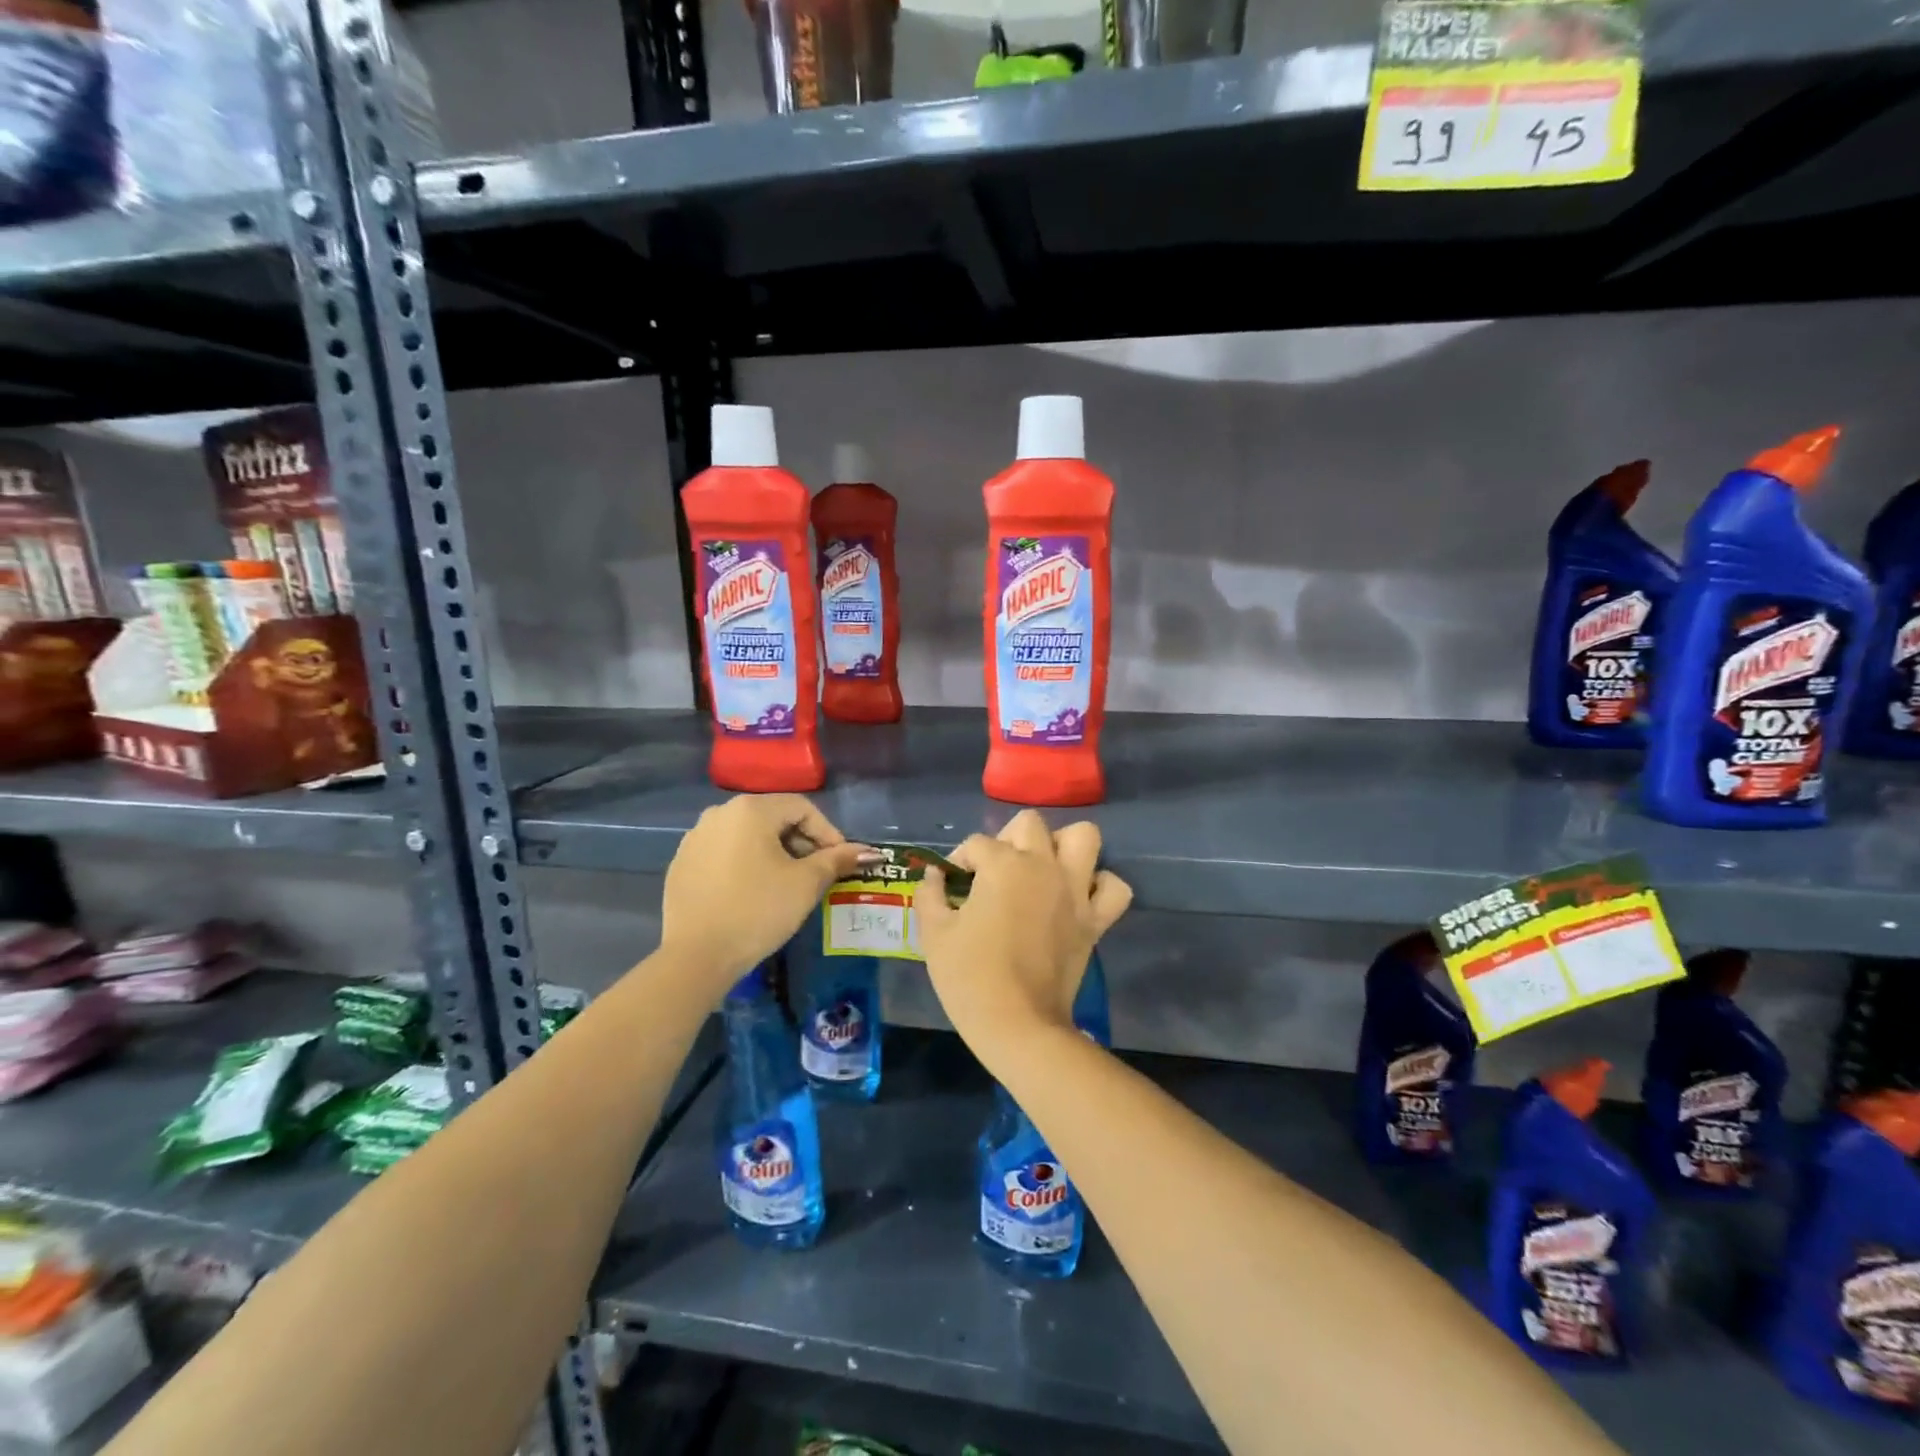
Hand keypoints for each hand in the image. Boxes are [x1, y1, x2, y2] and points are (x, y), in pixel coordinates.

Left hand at [659, 795, 867, 992]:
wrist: (695, 957)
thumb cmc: (758, 910)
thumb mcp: (805, 884)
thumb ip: (837, 860)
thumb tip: (869, 852)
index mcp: (750, 809)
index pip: (802, 807)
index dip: (828, 832)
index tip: (841, 862)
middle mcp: (719, 813)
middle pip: (774, 818)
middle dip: (801, 842)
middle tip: (818, 874)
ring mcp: (695, 838)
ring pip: (748, 835)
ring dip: (775, 853)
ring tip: (788, 884)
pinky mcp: (682, 863)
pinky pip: (725, 853)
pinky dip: (746, 864)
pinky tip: (754, 893)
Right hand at [913, 811, 1131, 1064]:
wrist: (1018, 1024)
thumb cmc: (969, 977)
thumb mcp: (934, 934)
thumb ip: (930, 895)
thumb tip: (934, 875)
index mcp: (1003, 865)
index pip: (976, 844)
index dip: (958, 862)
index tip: (951, 887)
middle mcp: (1044, 866)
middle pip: (1029, 824)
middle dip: (1007, 840)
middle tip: (994, 873)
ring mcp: (1076, 890)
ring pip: (1083, 837)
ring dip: (1062, 846)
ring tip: (1042, 869)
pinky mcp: (1096, 920)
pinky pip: (1114, 887)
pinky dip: (1100, 886)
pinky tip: (1078, 897)